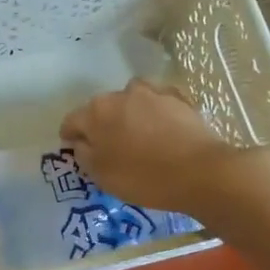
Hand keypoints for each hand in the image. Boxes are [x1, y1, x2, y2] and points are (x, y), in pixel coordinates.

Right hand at [59, 80, 233, 213]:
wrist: (200, 172)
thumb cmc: (142, 177)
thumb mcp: (101, 175)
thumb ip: (83, 153)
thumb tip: (80, 141)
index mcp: (96, 111)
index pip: (72, 120)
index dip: (70, 135)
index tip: (74, 148)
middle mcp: (121, 94)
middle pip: (102, 108)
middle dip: (101, 124)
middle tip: (110, 147)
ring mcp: (153, 92)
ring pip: (131, 100)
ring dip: (130, 114)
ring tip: (138, 134)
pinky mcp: (179, 98)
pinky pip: (158, 102)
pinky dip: (156, 112)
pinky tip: (163, 128)